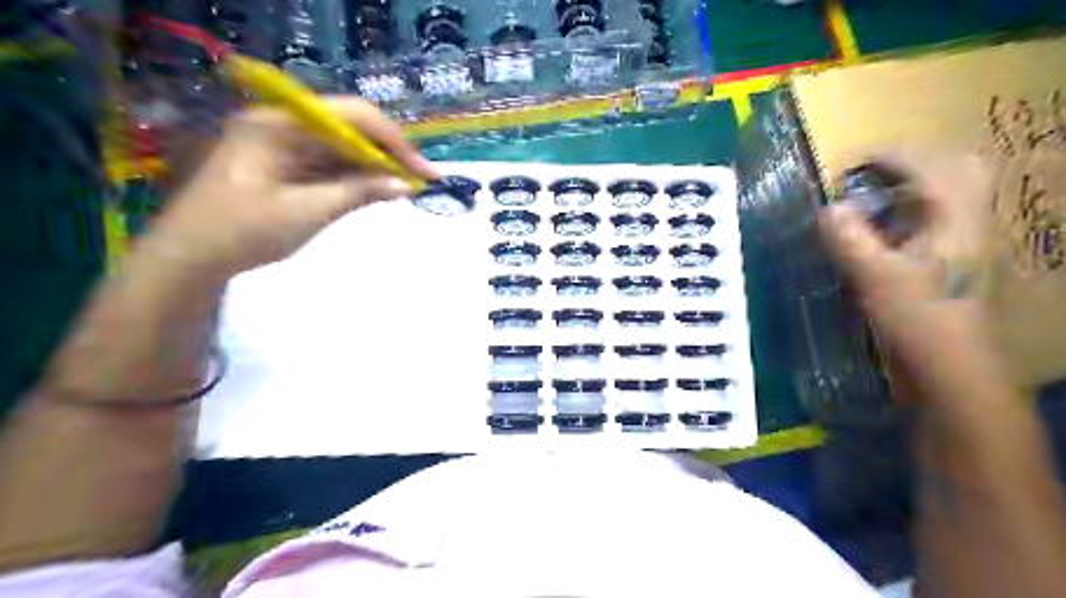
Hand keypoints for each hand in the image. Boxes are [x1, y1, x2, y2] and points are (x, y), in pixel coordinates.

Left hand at [145, 94, 435, 277]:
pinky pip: (329, 162)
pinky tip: (377, 189)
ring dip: (375, 166)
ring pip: (343, 146)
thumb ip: (358, 193)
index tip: (424, 172)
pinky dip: (355, 176)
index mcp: (281, 124)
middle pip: (350, 127)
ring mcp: (283, 142)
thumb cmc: (244, 232)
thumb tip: (404, 185)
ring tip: (406, 187)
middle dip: (389, 153)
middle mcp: (282, 123)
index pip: (352, 116)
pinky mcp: (285, 162)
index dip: (395, 142)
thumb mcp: (308, 212)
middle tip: (421, 181)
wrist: (191, 257)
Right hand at [818, 153, 1008, 405]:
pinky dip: (902, 221)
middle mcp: (966, 226)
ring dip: (905, 193)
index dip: (892, 157)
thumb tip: (826, 209)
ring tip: (866, 204)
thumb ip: (849, 239)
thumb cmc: (920, 322)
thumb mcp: (876, 278)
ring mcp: (961, 247)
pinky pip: (928, 227)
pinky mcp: (947, 268)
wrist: (951, 374)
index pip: (932, 167)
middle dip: (910, 167)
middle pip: (956, 173)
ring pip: (942, 201)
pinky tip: (875, 238)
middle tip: (868, 181)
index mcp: (957, 221)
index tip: (851, 165)